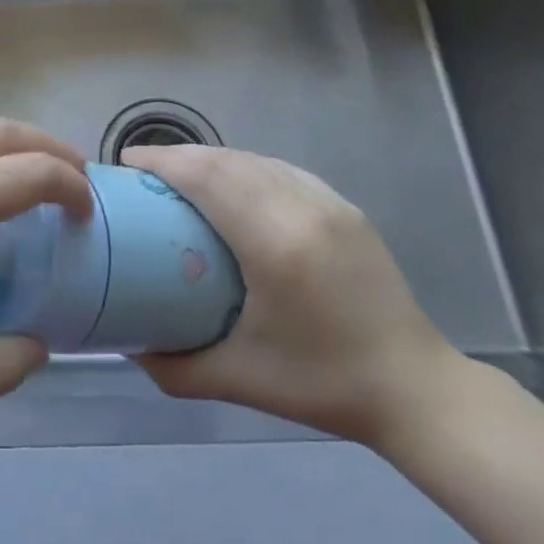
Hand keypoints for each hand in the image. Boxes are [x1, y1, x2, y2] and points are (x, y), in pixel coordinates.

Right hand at [123, 144, 468, 450]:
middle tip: (144, 169)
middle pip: (227, 160)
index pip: (207, 178)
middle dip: (179, 155)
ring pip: (255, 159)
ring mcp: (328, 202)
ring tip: (180, 172)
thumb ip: (175, 366)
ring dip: (212, 157)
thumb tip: (129, 345)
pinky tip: (232, 182)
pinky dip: (246, 166)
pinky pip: (281, 169)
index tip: (127, 163)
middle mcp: (301, 208)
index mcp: (274, 244)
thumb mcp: (240, 380)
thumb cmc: (324, 384)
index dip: (163, 162)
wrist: (415, 388)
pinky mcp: (344, 207)